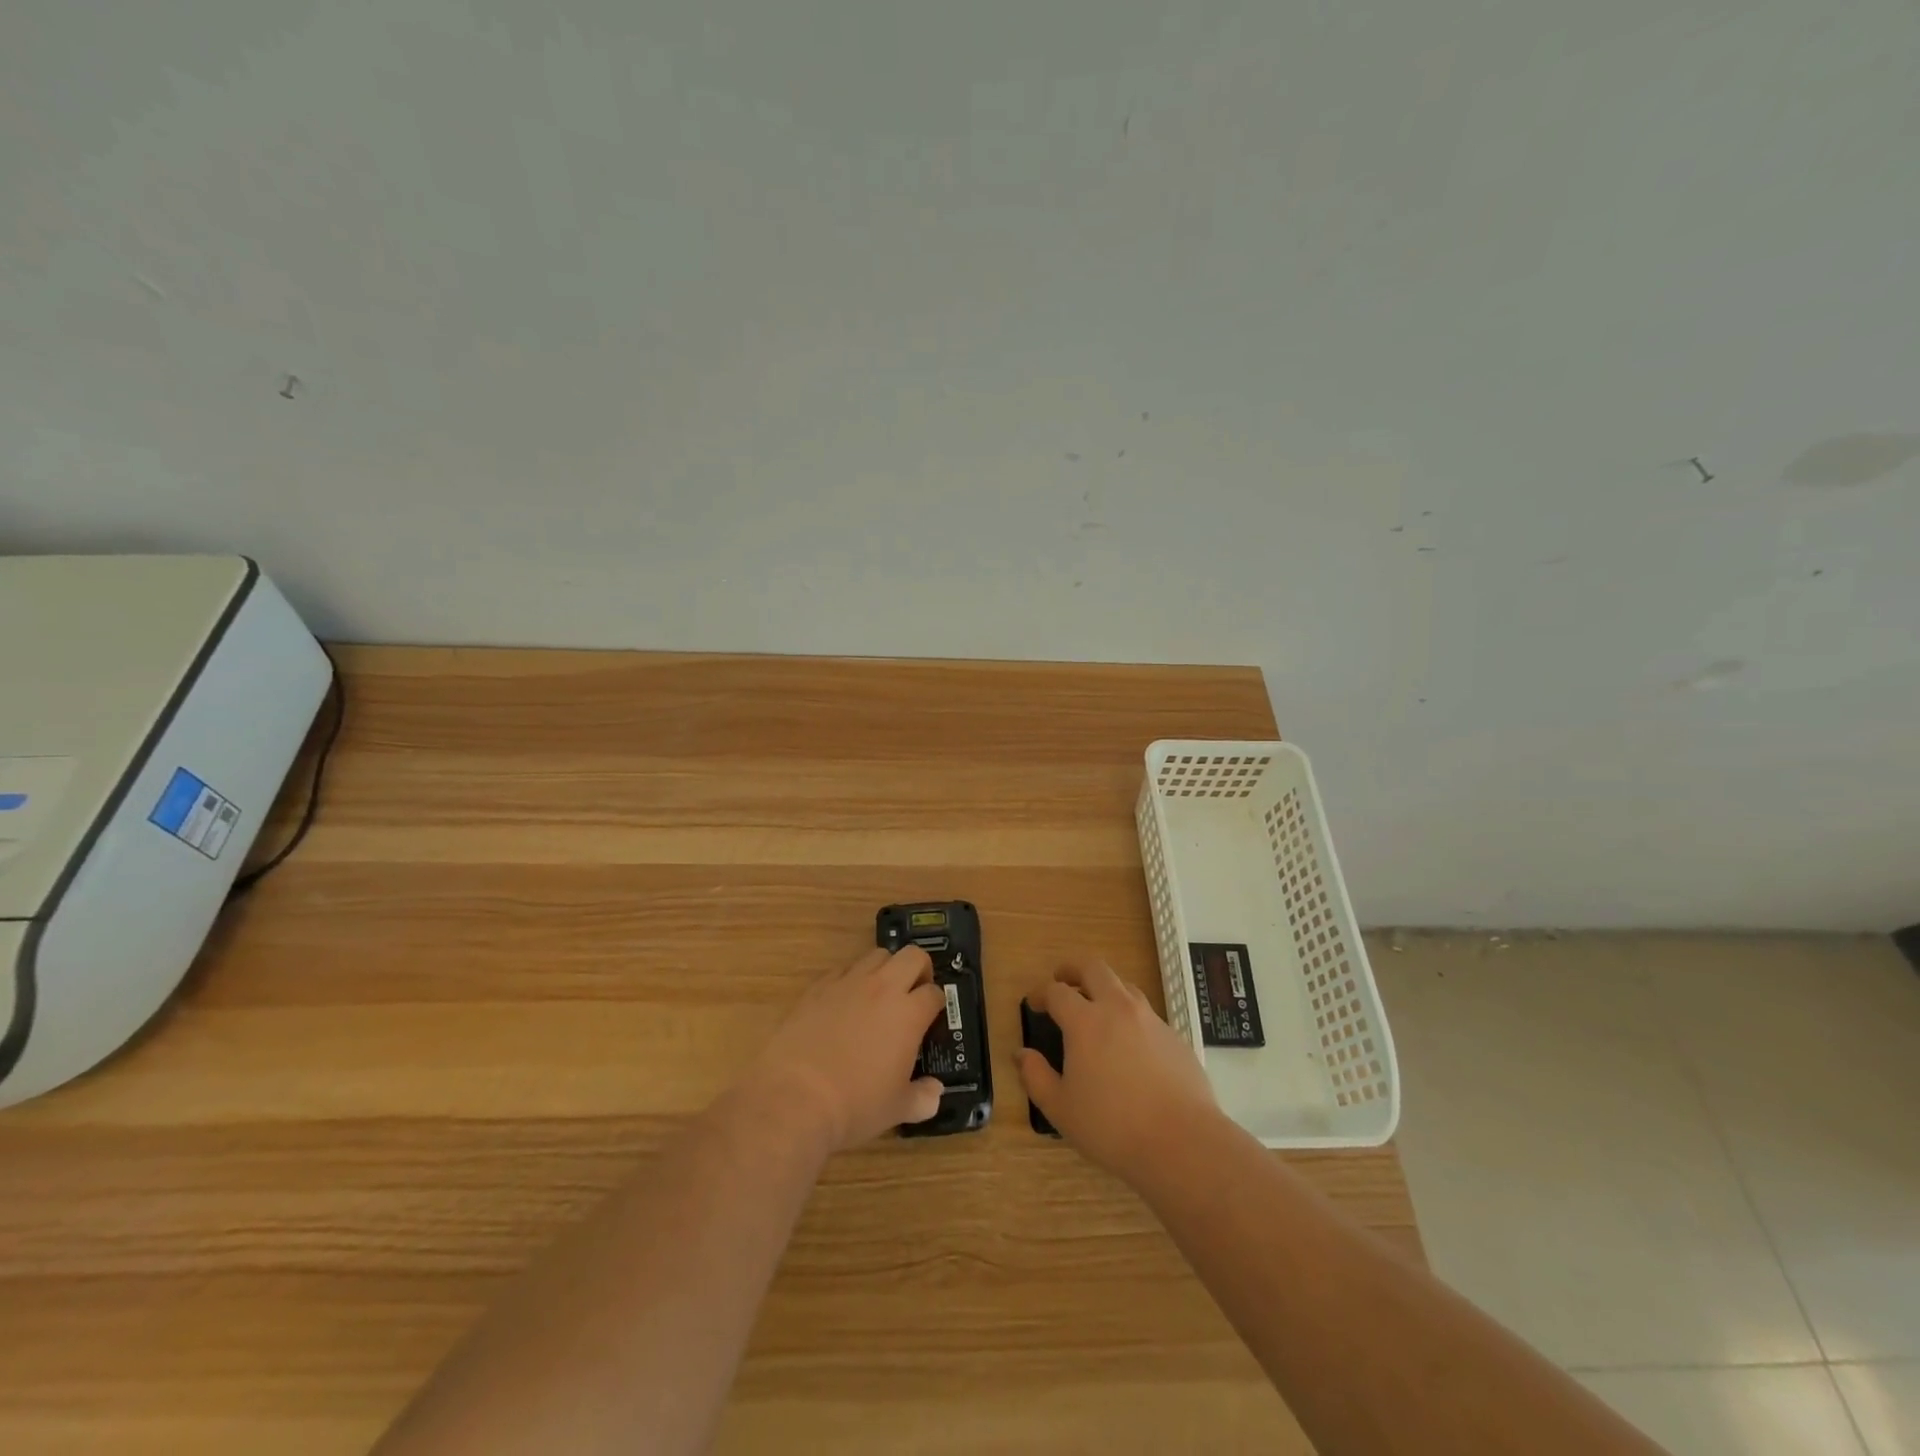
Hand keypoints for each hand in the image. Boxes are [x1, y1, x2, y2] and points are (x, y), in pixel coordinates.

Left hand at [742, 946, 947, 1153]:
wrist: (795, 1097)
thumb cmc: (855, 1105)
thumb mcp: (897, 1109)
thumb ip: (923, 1098)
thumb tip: (935, 1093)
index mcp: (909, 1014)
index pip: (934, 993)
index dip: (937, 1003)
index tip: (932, 1016)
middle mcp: (883, 988)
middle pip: (912, 956)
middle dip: (920, 969)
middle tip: (914, 992)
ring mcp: (848, 983)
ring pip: (876, 955)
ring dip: (885, 969)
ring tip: (880, 993)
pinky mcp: (819, 987)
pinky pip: (843, 970)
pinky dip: (851, 979)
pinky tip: (845, 1002)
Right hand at [1017, 960, 1219, 1185]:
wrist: (1183, 1142)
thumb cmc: (1112, 1127)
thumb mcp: (1061, 1109)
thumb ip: (1036, 1077)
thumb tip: (1022, 1055)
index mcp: (1085, 1022)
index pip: (1057, 992)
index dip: (1041, 993)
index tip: (1034, 1003)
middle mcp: (1118, 1009)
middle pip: (1094, 968)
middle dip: (1074, 969)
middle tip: (1063, 979)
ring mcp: (1151, 1019)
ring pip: (1124, 986)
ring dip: (1105, 988)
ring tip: (1096, 1008)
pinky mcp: (1174, 1036)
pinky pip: (1146, 1013)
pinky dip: (1130, 1016)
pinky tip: (1129, 1045)